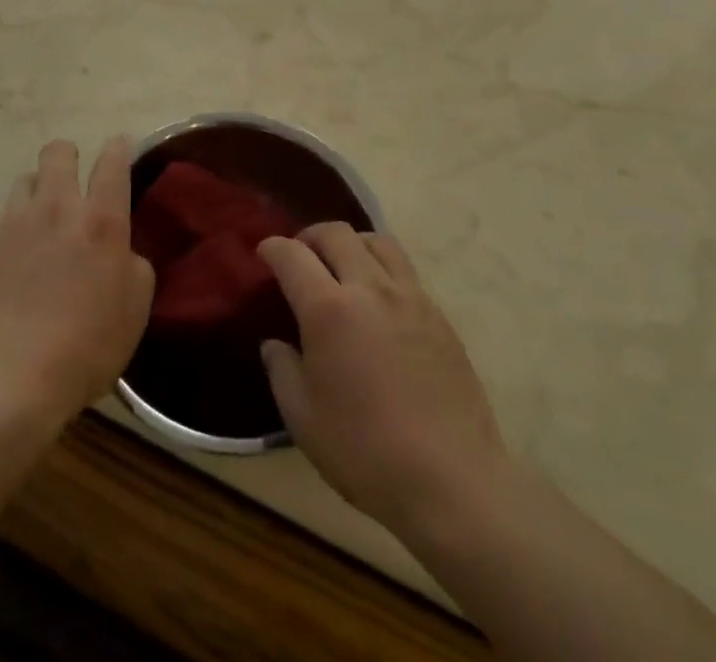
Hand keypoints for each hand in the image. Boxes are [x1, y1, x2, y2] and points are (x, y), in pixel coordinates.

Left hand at [0, 139, 154, 427]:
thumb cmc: (86, 347)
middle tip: (72, 184)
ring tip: (40, 224)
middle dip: (68, 157)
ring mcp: (12, 225)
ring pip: (24, 182)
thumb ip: (133, 264)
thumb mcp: (135, 308)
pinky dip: (12, 235)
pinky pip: (0, 225)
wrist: (9, 380)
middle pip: (58, 152)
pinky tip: (13, 267)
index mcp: (100, 220)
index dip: (116, 149)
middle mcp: (56, 209)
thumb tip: (120, 250)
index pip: (112, 160)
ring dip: (37, 194)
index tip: (118, 151)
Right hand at [259, 224, 510, 546]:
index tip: (264, 253)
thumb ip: (282, 370)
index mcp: (329, 309)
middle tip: (300, 256)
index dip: (273, 247)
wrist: (451, 481)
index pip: (293, 256)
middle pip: (337, 233)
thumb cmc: (365, 452)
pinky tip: (378, 300)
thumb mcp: (302, 419)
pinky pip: (404, 271)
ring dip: (351, 243)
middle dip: (310, 236)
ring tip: (342, 265)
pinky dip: (381, 268)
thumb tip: (275, 343)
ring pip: (377, 242)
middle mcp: (369, 289)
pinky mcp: (439, 315)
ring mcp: (410, 298)